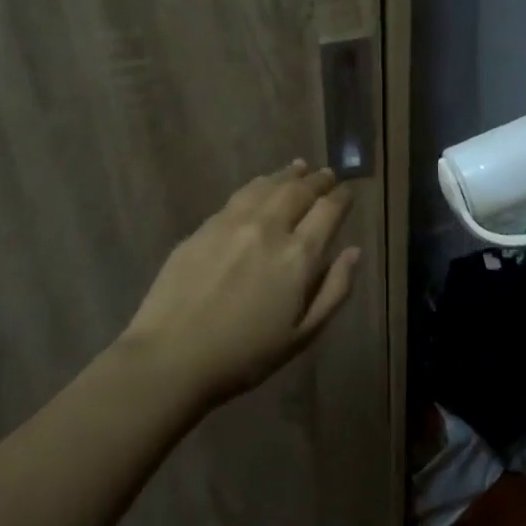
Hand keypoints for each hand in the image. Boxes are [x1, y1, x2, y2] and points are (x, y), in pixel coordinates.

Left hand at [119, 160, 360, 407]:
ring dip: (288, 175)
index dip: (341, 198)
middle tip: (327, 174)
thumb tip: (354, 252)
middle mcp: (269, 228)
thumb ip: (334, 290)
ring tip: (299, 168)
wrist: (170, 357)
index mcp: (298, 257)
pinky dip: (259, 184)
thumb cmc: (244, 356)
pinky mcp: (204, 227)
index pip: (328, 211)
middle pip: (299, 191)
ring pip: (268, 186)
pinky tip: (261, 186)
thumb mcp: (302, 335)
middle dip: (318, 180)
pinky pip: (239, 195)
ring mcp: (233, 223)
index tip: (348, 192)